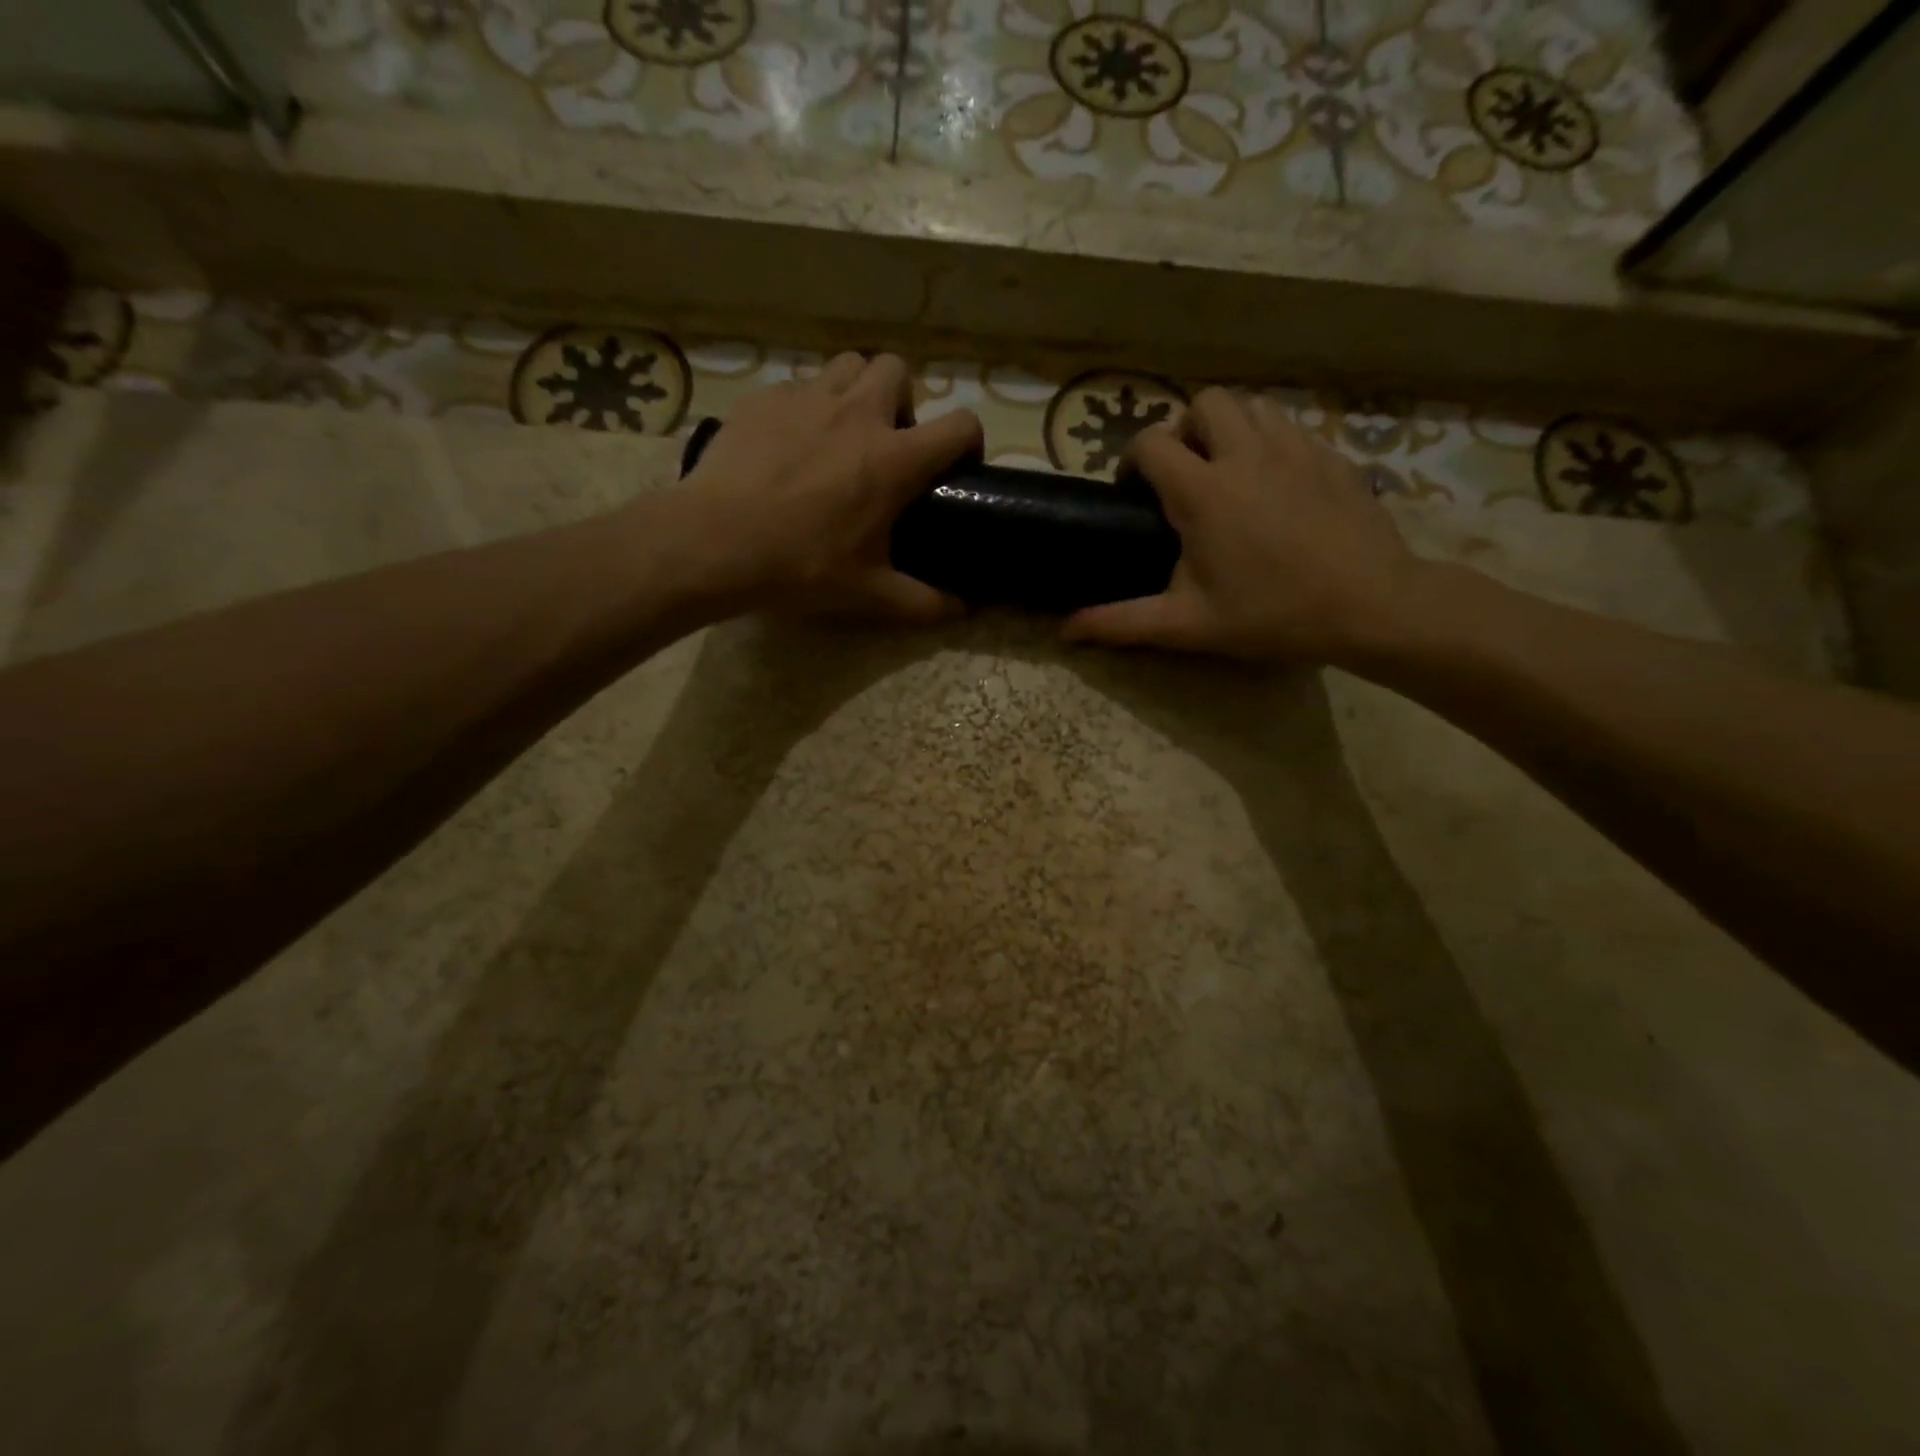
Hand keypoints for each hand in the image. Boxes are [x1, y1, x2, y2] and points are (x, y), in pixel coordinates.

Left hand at [680, 352, 982, 619]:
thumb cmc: (801, 566)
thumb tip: (961, 611)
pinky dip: (805, 408)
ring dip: (855, 391)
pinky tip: (788, 445)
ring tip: (840, 433)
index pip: (960, 425)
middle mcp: (857, 414)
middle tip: (885, 442)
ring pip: (847, 366)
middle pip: (898, 370)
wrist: (715, 543)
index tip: (955, 465)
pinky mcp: (763, 399)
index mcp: (894, 459)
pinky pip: (797, 387)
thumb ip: (922, 602)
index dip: (969, 440)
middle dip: (901, 400)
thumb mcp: (869, 592)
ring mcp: (806, 399)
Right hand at [1062, 388, 1422, 663]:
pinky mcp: (1332, 454)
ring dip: (1230, 428)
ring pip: (1252, 405)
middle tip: (1187, 476)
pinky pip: (1291, 426)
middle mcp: (1246, 453)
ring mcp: (1295, 447)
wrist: (1370, 605)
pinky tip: (1276, 486)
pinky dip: (1271, 442)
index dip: (1133, 461)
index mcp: (1203, 490)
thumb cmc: (1271, 614)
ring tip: (1230, 474)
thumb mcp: (1188, 625)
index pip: (1150, 442)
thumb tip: (1064, 631)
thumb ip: (1121, 622)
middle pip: (1204, 402)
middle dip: (1185, 430)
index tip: (1136, 494)